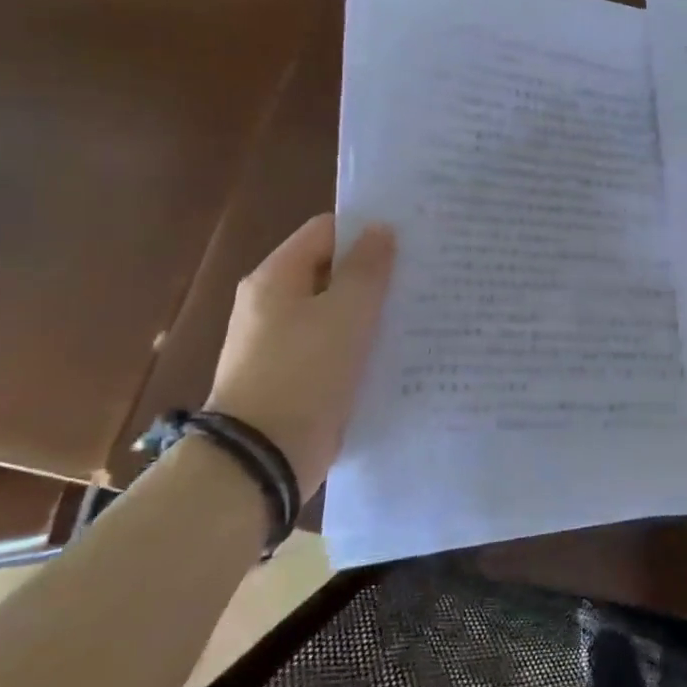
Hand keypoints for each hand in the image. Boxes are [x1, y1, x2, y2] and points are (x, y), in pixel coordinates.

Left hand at [205, 214, 395, 500]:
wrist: (262, 457)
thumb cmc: (305, 372)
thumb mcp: (346, 312)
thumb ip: (367, 268)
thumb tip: (380, 229)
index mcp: (276, 277)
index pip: (326, 230)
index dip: (366, 229)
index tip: (411, 238)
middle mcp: (272, 303)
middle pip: (331, 270)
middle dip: (374, 270)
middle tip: (423, 273)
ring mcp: (281, 342)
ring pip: (336, 310)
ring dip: (371, 309)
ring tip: (420, 309)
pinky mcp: (295, 376)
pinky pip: (334, 345)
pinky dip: (361, 342)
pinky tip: (397, 348)